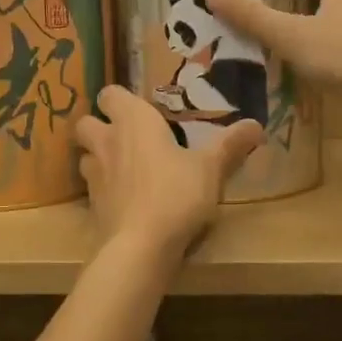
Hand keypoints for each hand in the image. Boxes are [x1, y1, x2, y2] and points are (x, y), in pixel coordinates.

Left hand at [74, 86, 262, 258]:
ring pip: (85, 156)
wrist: (140, 247)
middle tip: (126, 138)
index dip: (120, 100)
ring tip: (125, 169)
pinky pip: (93, 189)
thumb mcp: (211, 168)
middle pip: (86, 122)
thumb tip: (256, 125)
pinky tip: (126, 201)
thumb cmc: (176, 194)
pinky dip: (105, 191)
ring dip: (98, 158)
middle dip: (100, 126)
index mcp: (133, 121)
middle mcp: (106, 142)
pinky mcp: (92, 207)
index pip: (110, 94)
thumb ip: (230, 145)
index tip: (140, 110)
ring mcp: (94, 176)